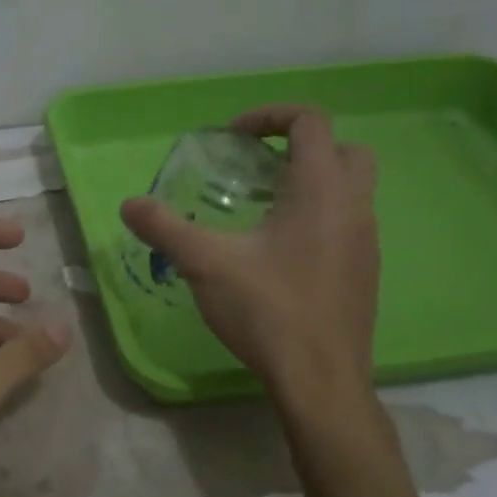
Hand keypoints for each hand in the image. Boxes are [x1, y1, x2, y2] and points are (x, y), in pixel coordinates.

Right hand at [121, 105, 379, 405]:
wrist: (321, 380)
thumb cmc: (269, 310)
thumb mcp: (206, 264)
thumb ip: (165, 228)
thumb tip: (129, 205)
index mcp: (322, 190)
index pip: (311, 121)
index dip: (269, 116)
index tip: (232, 138)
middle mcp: (355, 207)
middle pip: (344, 149)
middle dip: (301, 146)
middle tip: (257, 168)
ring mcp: (367, 242)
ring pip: (350, 190)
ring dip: (311, 184)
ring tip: (261, 210)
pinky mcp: (365, 273)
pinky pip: (347, 224)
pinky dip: (318, 218)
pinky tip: (278, 255)